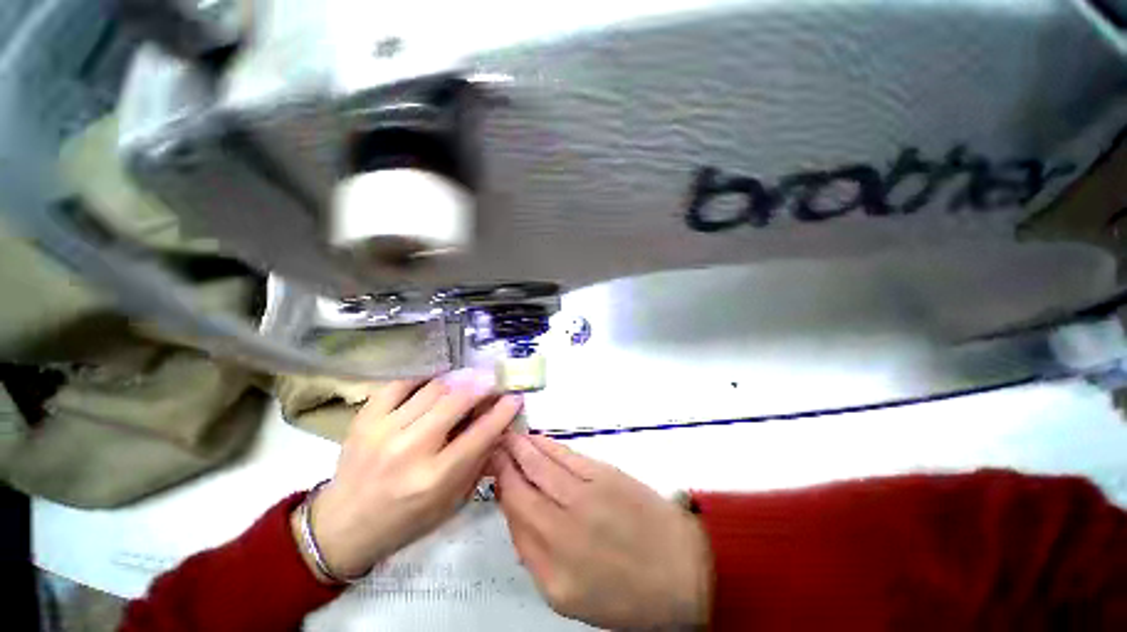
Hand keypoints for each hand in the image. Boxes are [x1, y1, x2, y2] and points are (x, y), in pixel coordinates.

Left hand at [293, 371, 522, 580]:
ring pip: (433, 388)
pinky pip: (399, 384)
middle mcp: (411, 450)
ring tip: (469, 377)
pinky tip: (433, 381)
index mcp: (435, 478)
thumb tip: (499, 428)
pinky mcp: (364, 419)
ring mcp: (384, 430)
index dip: (503, 411)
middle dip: (483, 384)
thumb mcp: (451, 503)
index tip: (515, 396)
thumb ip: (477, 463)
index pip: (480, 434)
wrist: (341, 527)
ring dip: (458, 379)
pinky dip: (421, 378)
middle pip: (457, 401)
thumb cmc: (404, 521)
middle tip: (495, 378)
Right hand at [492, 433, 711, 629]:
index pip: (515, 519)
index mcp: (552, 570)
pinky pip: (566, 457)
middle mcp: (562, 531)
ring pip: (541, 466)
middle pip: (522, 489)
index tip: (491, 471)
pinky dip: (548, 446)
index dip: (501, 490)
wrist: (681, 570)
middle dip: (503, 463)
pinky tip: (536, 440)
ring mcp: (584, 498)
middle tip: (491, 445)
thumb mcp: (572, 597)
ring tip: (508, 436)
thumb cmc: (627, 593)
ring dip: (522, 448)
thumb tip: (519, 516)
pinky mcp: (604, 476)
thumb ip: (537, 558)